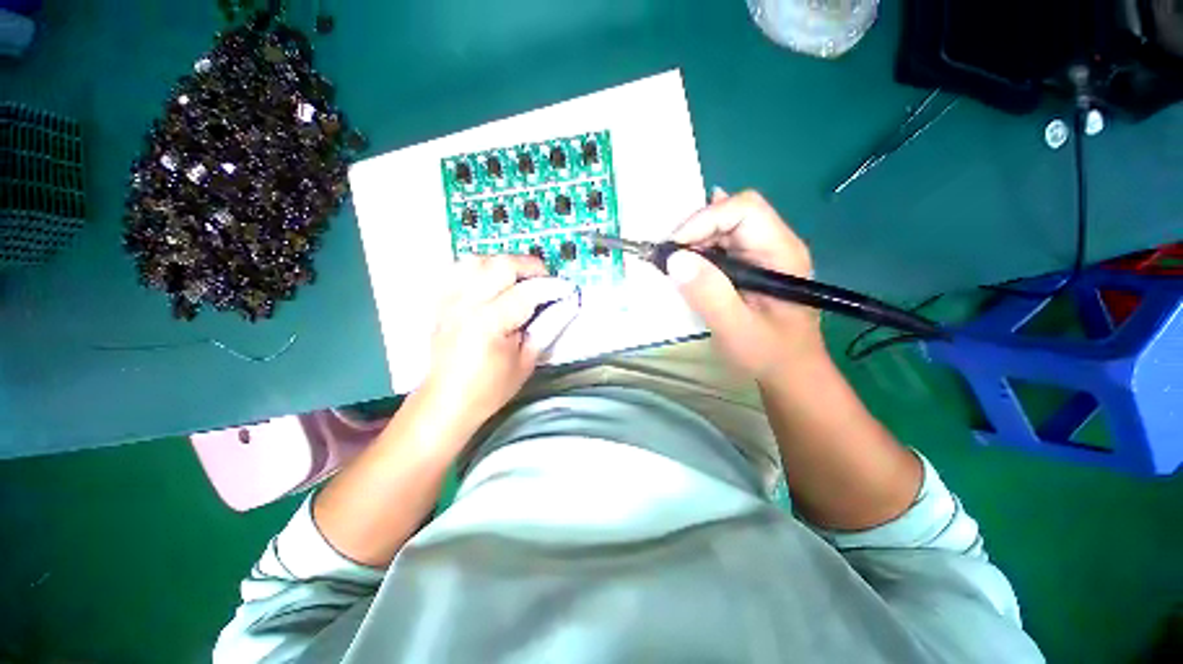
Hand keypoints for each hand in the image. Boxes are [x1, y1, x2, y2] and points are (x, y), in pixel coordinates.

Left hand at [420, 255, 575, 427]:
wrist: (446, 402)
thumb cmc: (489, 389)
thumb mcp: (526, 362)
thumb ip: (545, 329)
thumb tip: (564, 305)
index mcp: (489, 323)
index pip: (527, 292)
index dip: (551, 287)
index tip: (567, 289)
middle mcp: (466, 304)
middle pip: (501, 265)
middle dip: (529, 266)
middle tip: (545, 279)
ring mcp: (449, 300)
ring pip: (478, 260)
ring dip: (504, 263)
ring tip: (519, 277)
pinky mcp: (441, 302)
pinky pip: (459, 270)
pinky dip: (481, 269)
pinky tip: (492, 280)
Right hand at [667, 189, 824, 381]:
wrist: (788, 371)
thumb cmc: (769, 354)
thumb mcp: (737, 329)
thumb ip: (709, 295)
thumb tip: (675, 259)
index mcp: (781, 253)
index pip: (744, 210)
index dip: (705, 220)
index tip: (673, 251)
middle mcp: (774, 244)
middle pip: (731, 213)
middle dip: (694, 231)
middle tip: (667, 260)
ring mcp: (761, 253)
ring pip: (722, 227)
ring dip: (693, 242)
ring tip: (673, 266)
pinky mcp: (749, 265)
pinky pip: (720, 245)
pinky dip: (697, 251)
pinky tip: (686, 263)